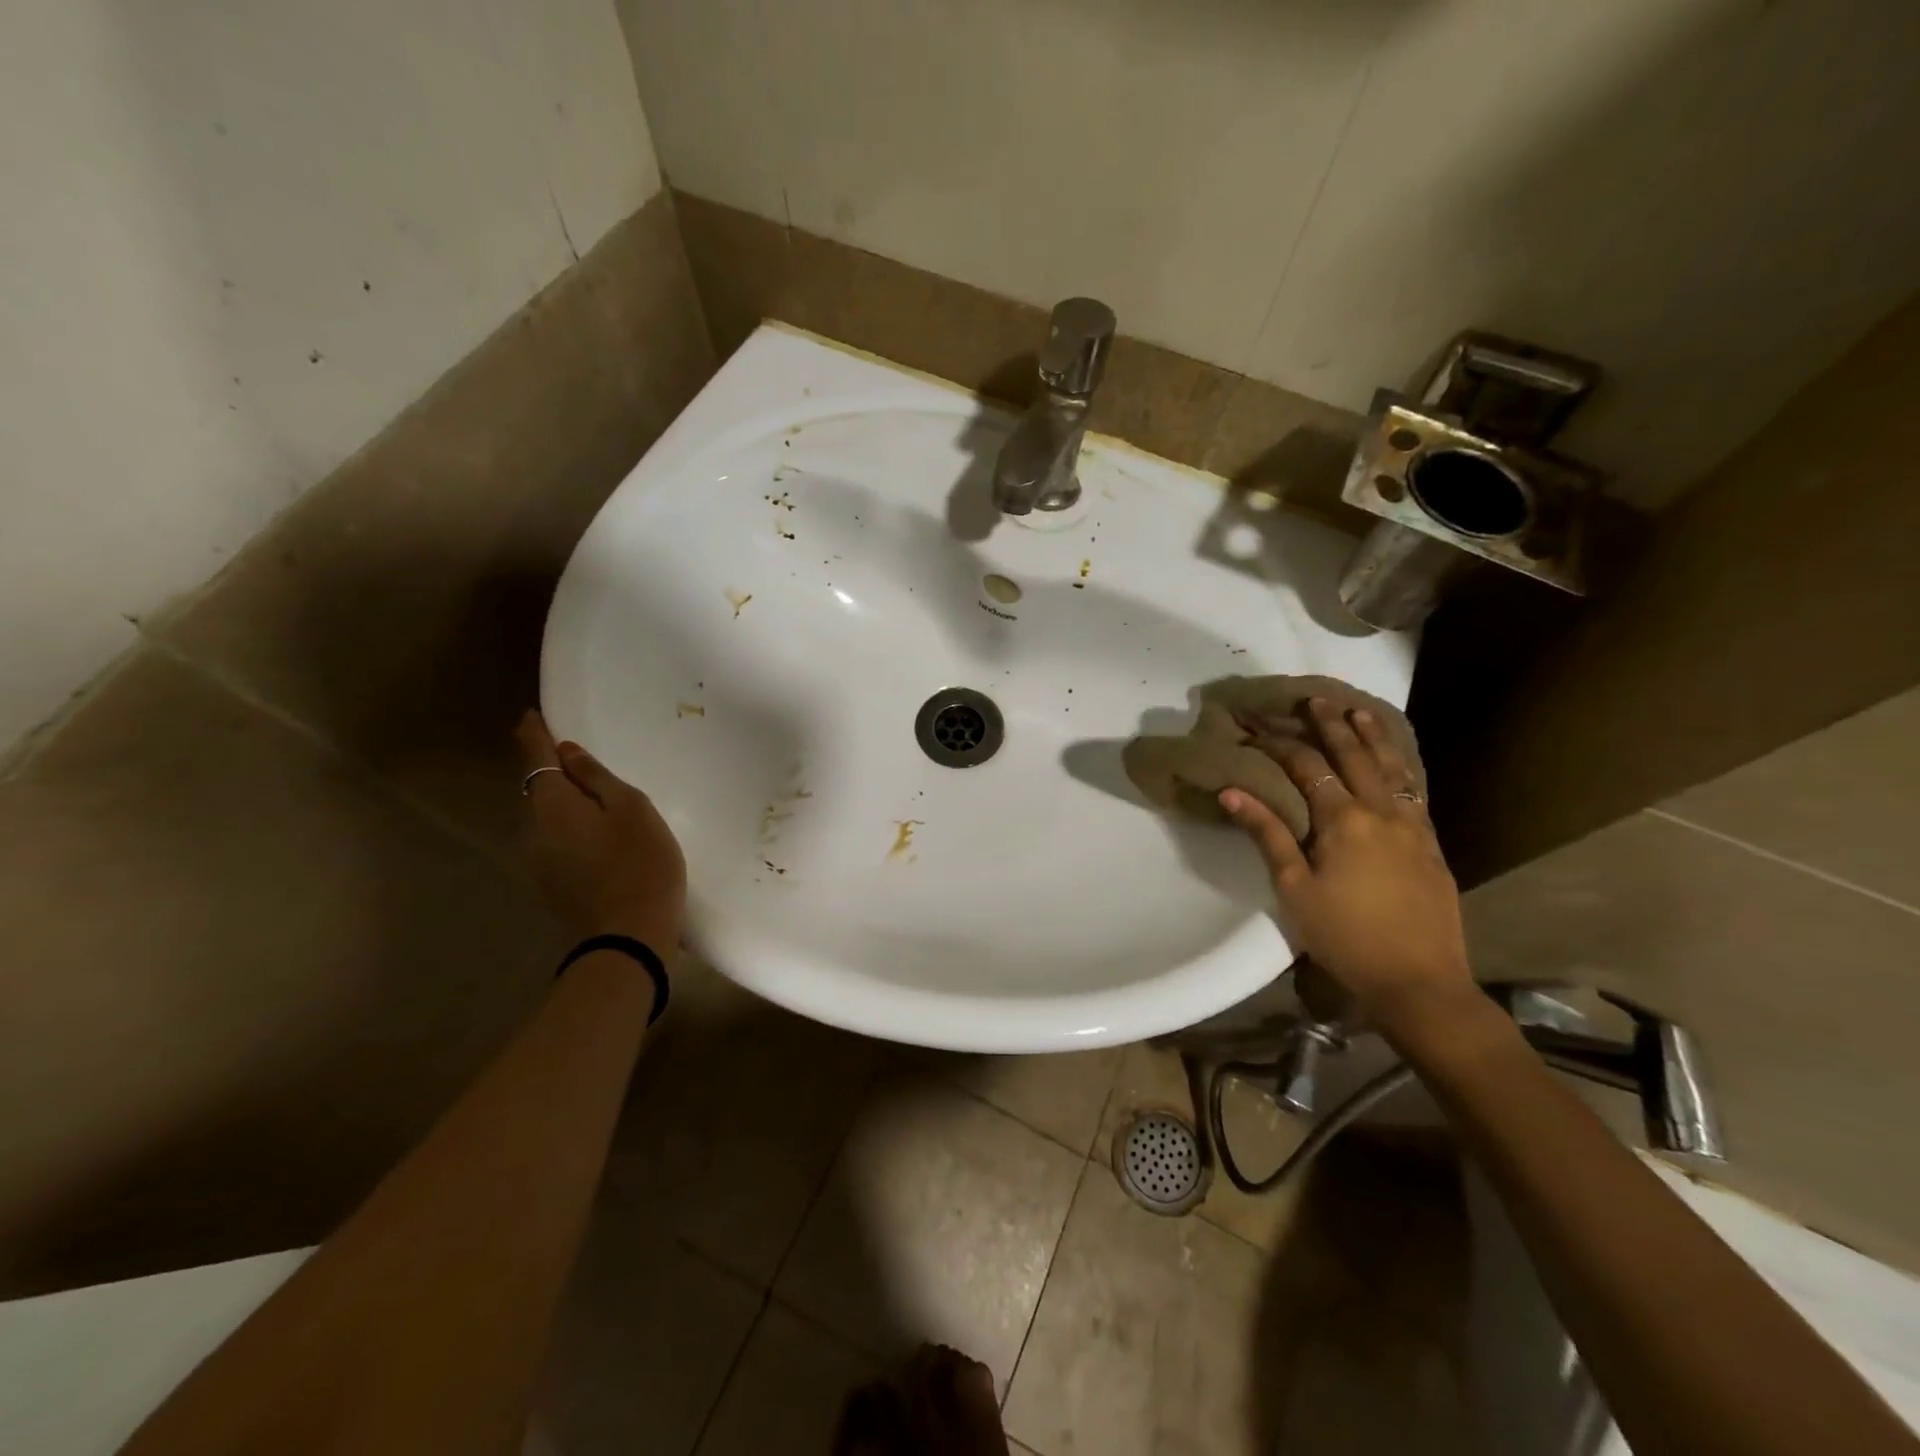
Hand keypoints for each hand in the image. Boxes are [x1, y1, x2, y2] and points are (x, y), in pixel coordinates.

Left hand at [515, 711, 686, 951]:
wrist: (628, 939)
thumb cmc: (639, 864)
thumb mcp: (631, 809)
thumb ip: (598, 778)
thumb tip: (569, 755)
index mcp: (552, 806)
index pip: (536, 758)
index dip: (533, 734)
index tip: (530, 715)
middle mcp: (534, 831)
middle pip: (538, 789)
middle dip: (551, 770)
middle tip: (574, 754)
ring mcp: (539, 862)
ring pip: (547, 818)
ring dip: (564, 801)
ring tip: (592, 794)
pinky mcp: (553, 885)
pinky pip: (556, 840)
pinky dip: (571, 827)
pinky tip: (596, 833)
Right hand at [1218, 697, 1477, 1042]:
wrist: (1419, 980)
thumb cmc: (1344, 936)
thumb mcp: (1293, 888)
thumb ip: (1267, 834)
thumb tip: (1232, 792)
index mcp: (1343, 820)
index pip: (1308, 768)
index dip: (1281, 744)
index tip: (1258, 727)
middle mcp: (1381, 811)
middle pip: (1354, 756)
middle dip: (1331, 726)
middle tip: (1316, 699)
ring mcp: (1413, 826)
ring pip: (1393, 768)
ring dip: (1373, 737)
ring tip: (1359, 712)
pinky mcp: (1432, 844)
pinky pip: (1415, 790)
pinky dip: (1401, 766)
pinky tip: (1396, 763)